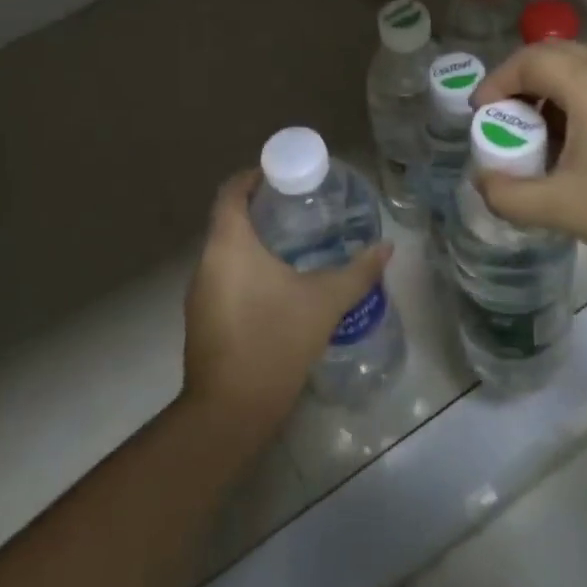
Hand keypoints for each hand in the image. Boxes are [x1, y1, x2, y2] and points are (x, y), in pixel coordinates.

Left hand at [181, 171, 391, 441]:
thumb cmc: (276, 340)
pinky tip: (276, 287)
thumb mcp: (325, 301)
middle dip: (259, 210)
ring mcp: (199, 292)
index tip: (281, 176)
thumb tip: (387, 247)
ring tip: (293, 245)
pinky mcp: (200, 319)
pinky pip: (222, 278)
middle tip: (298, 209)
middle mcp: (206, 261)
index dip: (252, 177)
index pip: (231, 192)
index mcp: (229, 243)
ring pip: (225, 252)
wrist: (230, 409)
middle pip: (228, 220)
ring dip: (252, 243)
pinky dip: (245, 271)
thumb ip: (358, 271)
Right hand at [471, 42, 586, 293]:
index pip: (528, 61)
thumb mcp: (561, 207)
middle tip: (503, 121)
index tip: (479, 116)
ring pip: (583, 69)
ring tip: (537, 136)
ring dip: (551, 92)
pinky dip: (579, 101)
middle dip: (521, 83)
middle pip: (555, 56)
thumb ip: (508, 194)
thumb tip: (483, 182)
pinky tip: (579, 145)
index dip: (495, 83)